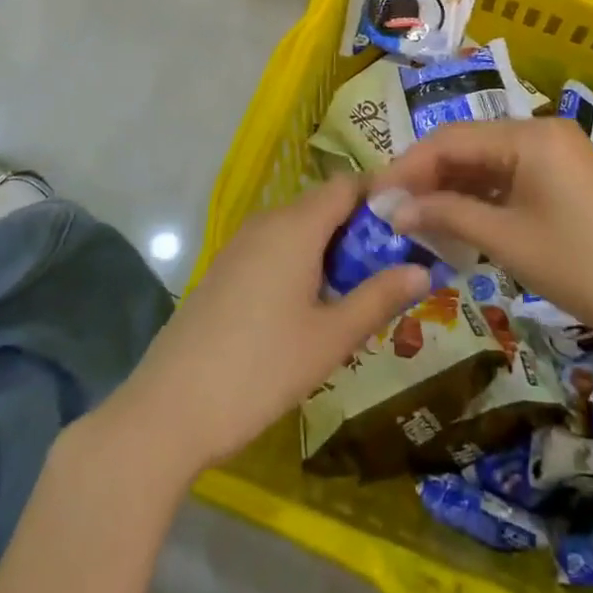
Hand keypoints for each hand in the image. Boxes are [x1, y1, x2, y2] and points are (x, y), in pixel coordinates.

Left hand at [106, 175, 430, 480]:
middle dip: (361, 229)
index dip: (381, 196)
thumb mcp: (330, 338)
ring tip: (358, 293)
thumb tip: (423, 270)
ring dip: (331, 249)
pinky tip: (311, 307)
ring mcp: (241, 244)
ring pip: (299, 228)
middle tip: (392, 269)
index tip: (412, 225)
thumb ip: (379, 298)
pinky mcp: (225, 269)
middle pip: (324, 205)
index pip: (347, 184)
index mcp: (296, 225)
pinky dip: (302, 261)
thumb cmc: (260, 368)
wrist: (169, 409)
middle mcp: (267, 222)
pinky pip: (275, 247)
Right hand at [374, 117, 592, 355]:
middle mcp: (540, 132)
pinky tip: (456, 222)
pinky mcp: (563, 178)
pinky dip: (481, 198)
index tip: (375, 195)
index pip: (450, 139)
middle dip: (428, 177)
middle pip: (468, 147)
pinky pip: (510, 178)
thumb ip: (447, 215)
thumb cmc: (583, 267)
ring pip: (487, 164)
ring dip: (452, 189)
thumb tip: (393, 209)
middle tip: (391, 210)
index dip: (408, 166)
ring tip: (415, 218)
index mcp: (528, 135)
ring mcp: (555, 154)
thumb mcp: (508, 241)